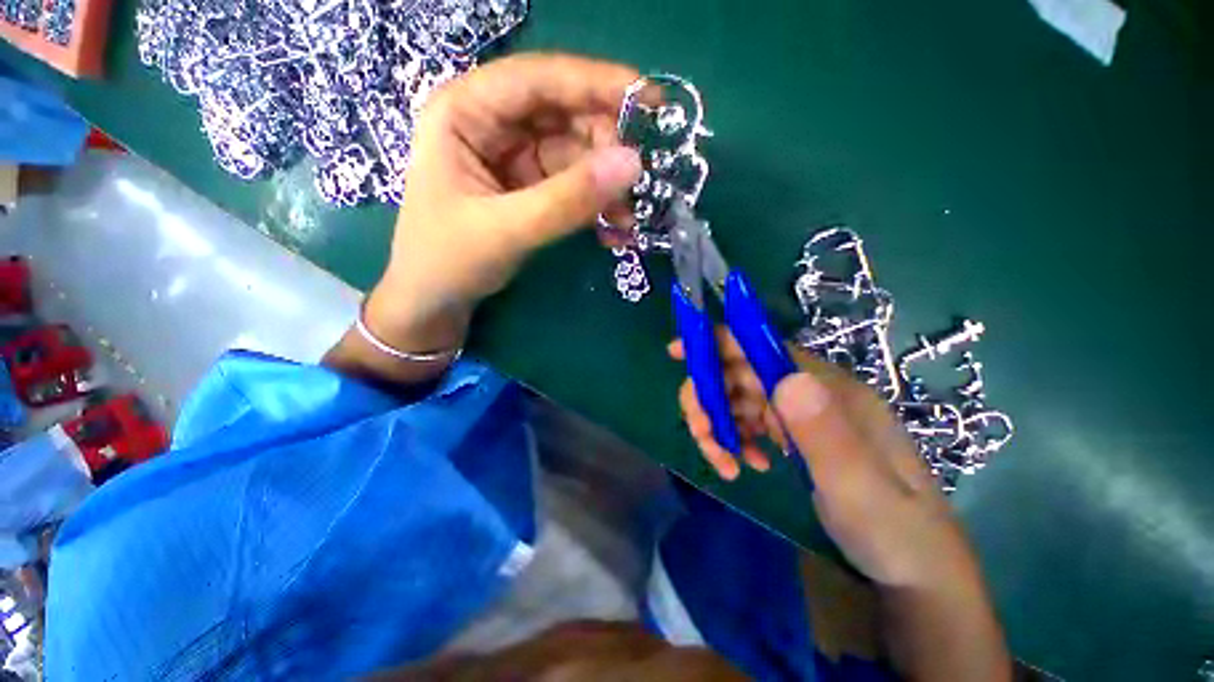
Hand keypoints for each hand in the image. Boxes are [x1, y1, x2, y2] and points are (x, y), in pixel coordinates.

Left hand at [363, 54, 643, 355]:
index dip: (597, 83)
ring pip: (577, 152)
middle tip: (640, 178)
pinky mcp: (532, 187)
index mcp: (466, 111)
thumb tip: (633, 164)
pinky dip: (598, 203)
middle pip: (564, 114)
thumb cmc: (449, 259)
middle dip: (607, 146)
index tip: (650, 101)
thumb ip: (567, 199)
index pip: (539, 79)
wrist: (436, 299)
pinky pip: (575, 184)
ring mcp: (516, 157)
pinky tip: (614, 227)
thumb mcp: (506, 229)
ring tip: (628, 218)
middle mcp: (493, 123)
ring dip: (607, 184)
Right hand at [669, 332, 975, 588]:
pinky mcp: (793, 432)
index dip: (718, 343)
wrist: (913, 569)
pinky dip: (734, 439)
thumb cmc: (893, 531)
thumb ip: (825, 433)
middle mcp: (811, 390)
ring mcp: (800, 411)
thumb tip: (785, 378)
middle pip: (740, 373)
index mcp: (829, 389)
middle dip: (709, 399)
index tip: (677, 353)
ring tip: (724, 462)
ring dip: (719, 424)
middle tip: (702, 436)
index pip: (763, 348)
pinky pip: (747, 422)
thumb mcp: (860, 489)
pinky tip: (745, 464)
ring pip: (737, 398)